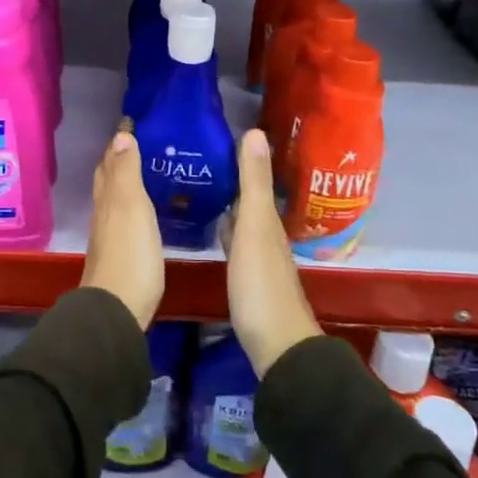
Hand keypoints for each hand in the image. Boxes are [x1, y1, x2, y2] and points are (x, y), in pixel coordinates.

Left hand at [82, 132, 163, 328]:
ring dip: (126, 182)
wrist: (117, 310)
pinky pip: (124, 219)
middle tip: (140, 143)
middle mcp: (104, 213)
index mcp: (108, 198)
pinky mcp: (121, 256)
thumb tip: (120, 135)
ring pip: (115, 199)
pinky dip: (132, 206)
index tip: (133, 123)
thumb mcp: (131, 206)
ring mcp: (110, 236)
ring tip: (148, 170)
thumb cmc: (129, 254)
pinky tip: (146, 211)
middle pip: (108, 179)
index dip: (119, 143)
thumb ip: (127, 172)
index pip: (109, 162)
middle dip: (119, 159)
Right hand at [222, 130, 320, 376]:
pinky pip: (235, 240)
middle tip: (201, 154)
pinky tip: (213, 227)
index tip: (217, 135)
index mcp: (268, 219)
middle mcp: (266, 233)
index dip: (241, 156)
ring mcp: (258, 257)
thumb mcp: (255, 228)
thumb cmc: (261, 285)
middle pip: (250, 197)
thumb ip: (254, 183)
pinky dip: (225, 226)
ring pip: (243, 218)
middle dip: (232, 176)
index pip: (255, 178)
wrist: (276, 346)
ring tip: (201, 182)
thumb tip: (255, 131)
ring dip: (228, 201)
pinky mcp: (248, 277)